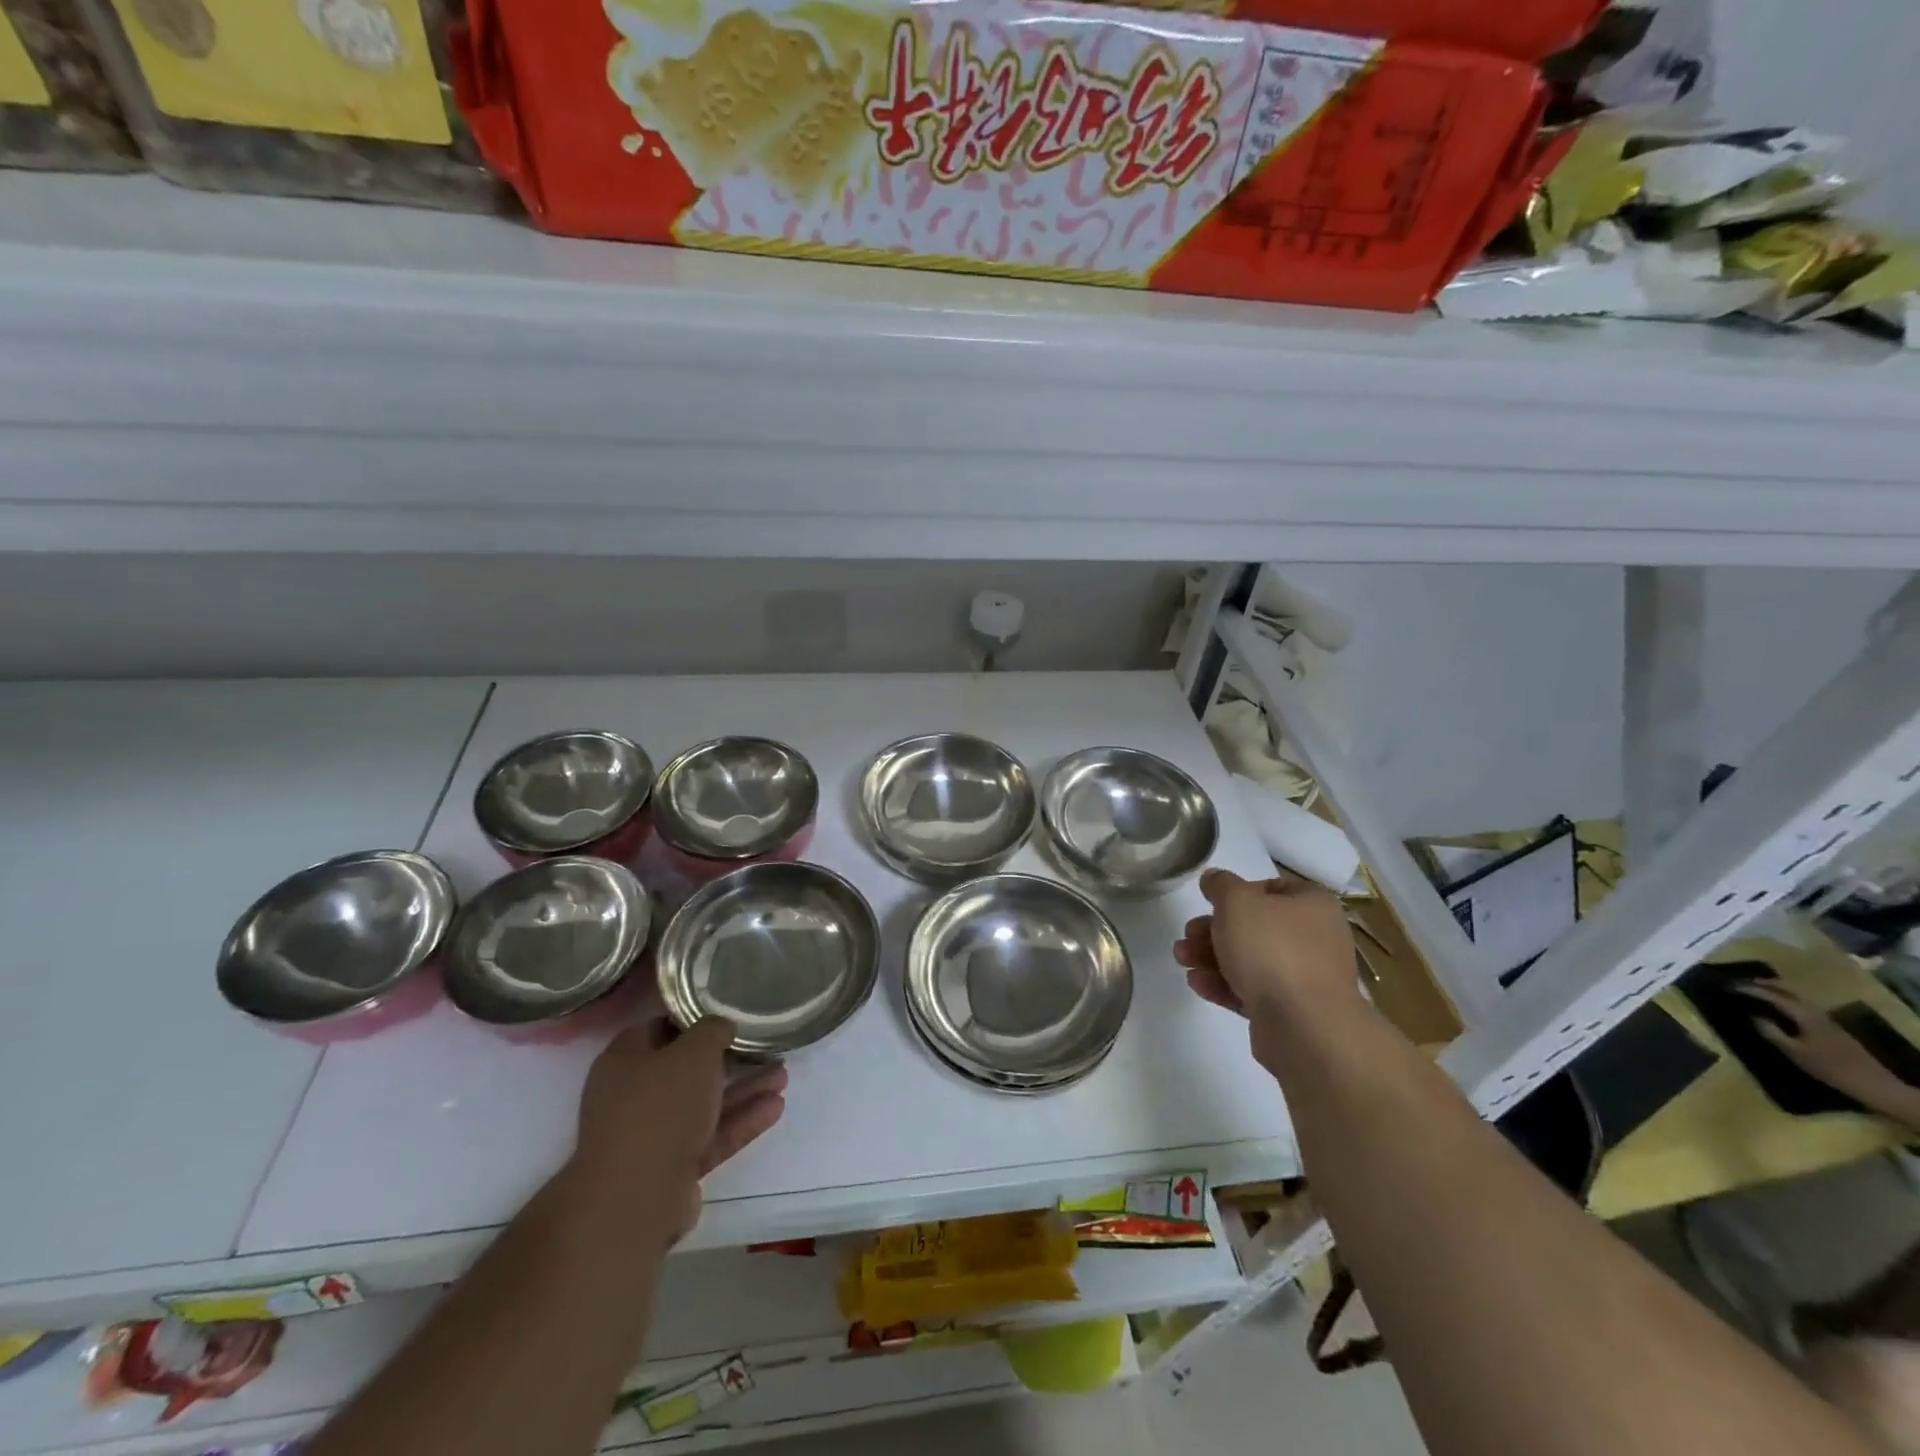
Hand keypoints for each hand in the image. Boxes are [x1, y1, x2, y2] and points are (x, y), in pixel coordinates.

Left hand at [570, 1017, 786, 1245]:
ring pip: (703, 1104)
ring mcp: (651, 1136)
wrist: (635, 1199)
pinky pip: (711, 1136)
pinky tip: (776, 1107)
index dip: (693, 1018)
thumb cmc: (660, 1107)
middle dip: (727, 1058)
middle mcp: (632, 1096)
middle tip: (762, 1045)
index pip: (659, 1027)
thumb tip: (720, 1026)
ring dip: (742, 1090)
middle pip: (685, 1069)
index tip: (727, 1012)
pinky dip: (740, 1121)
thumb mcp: (695, 1052)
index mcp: (624, 1061)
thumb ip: (712, 1030)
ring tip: (783, 1075)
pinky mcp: (672, 1169)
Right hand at [1173, 869, 1361, 1062]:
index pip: (1271, 888)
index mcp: (1312, 905)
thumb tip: (1214, 879)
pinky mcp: (1291, 1011)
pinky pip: (1253, 990)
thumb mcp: (1236, 901)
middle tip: (1187, 935)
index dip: (1236, 892)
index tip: (1210, 903)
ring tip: (1182, 959)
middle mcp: (1314, 938)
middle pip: (1255, 926)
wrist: (1304, 1026)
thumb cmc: (1272, 948)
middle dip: (1213, 930)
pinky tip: (1197, 983)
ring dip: (1211, 957)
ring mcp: (1305, 977)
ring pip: (1250, 959)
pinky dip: (1224, 984)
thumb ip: (1221, 885)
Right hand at [1737, 981, 1899, 1108]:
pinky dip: (1786, 1000)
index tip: (1729, 986)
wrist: (1871, 1083)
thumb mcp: (1794, 1051)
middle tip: (1742, 983)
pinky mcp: (1829, 1026)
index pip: (1772, 995)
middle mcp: (1815, 1010)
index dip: (1750, 989)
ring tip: (1757, 992)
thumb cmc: (1828, 1067)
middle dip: (1764, 984)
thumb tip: (1754, 1016)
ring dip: (1776, 991)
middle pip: (1787, 990)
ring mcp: (1825, 1018)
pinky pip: (1802, 1005)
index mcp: (1804, 1014)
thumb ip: (1771, 1032)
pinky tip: (1780, 1007)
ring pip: (1796, 996)